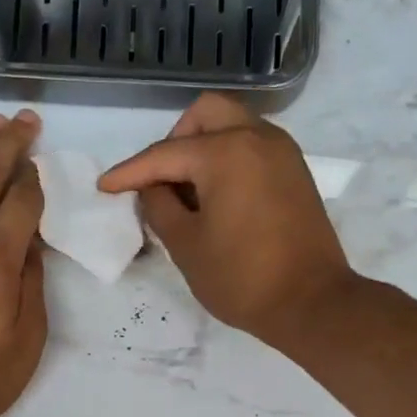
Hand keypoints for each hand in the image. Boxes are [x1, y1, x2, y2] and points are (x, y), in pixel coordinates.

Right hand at [99, 93, 358, 346]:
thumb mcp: (186, 246)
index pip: (165, 154)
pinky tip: (218, 197)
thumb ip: (159, 208)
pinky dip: (229, 158)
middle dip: (174, 140)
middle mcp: (257, 138)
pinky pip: (253, 146)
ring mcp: (282, 152)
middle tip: (161, 180)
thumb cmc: (241, 278)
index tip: (105, 187)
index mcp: (225, 152)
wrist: (310, 302)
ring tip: (188, 192)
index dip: (130, 172)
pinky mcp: (296, 173)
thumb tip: (152, 188)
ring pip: (233, 125)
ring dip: (204, 147)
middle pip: (206, 114)